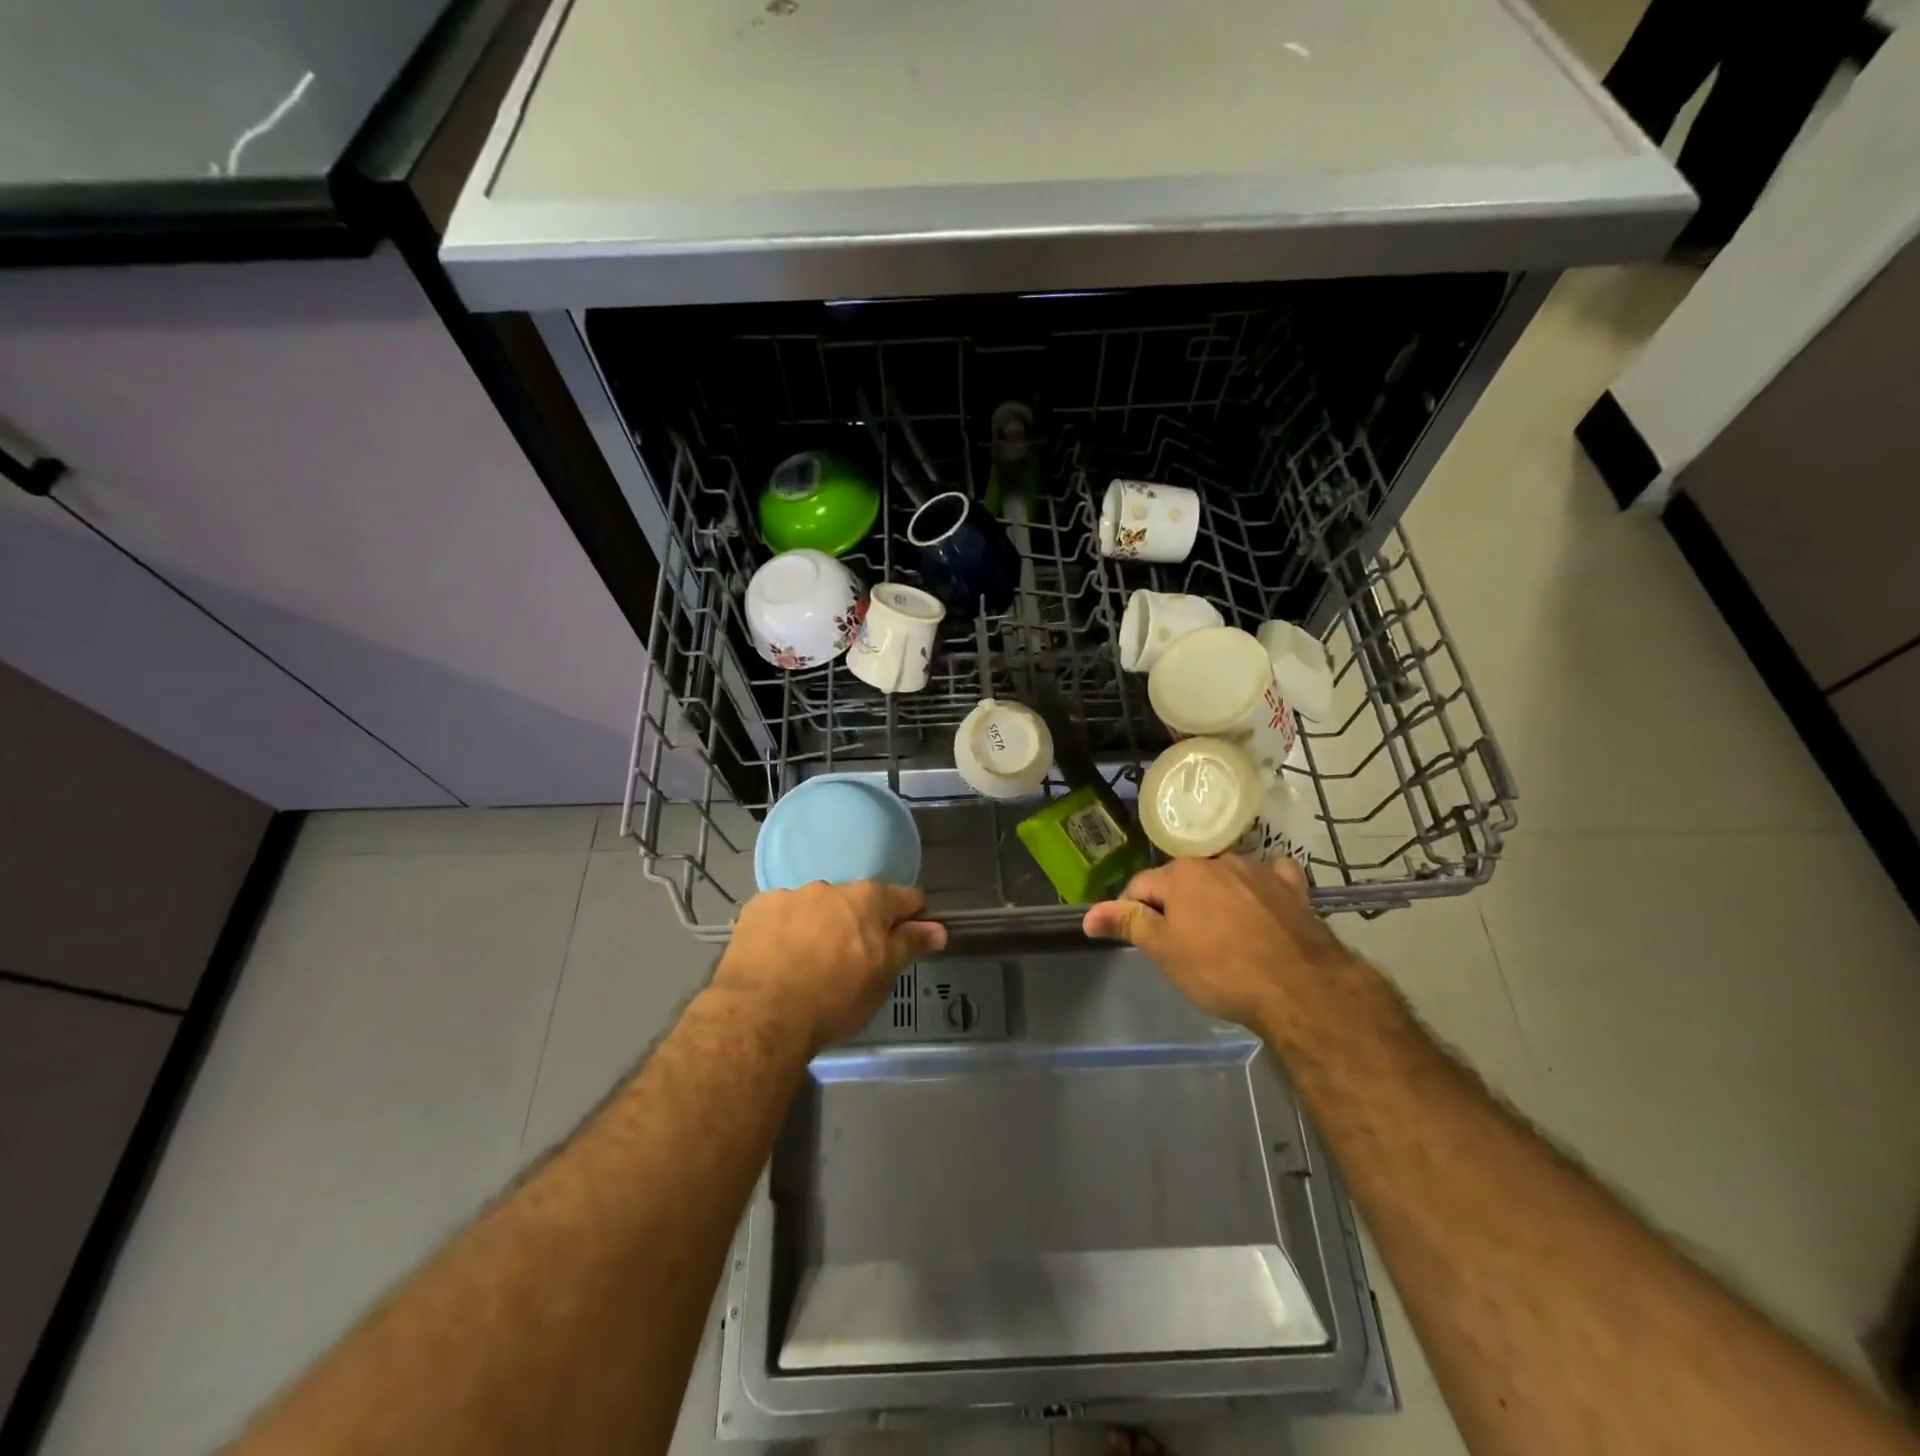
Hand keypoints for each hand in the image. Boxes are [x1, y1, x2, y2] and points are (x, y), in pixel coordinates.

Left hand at [715, 881, 946, 1051]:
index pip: (906, 898)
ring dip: (819, 924)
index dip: (911, 916)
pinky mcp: (757, 908)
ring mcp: (792, 895)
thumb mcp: (883, 976)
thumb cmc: (835, 998)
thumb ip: (910, 944)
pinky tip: (776, 957)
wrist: (763, 1014)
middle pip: (856, 901)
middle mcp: (832, 887)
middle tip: (850, 959)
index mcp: (870, 900)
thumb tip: (938, 928)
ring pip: (815, 906)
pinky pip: (779, 914)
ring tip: (807, 962)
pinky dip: (783, 930)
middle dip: (858, 922)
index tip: (908, 936)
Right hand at [1083, 856, 1352, 1027]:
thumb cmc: (1220, 970)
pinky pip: (1270, 878)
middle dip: (1175, 906)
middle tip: (1181, 946)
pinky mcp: (1292, 888)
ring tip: (1222, 937)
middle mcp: (1216, 861)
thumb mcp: (1164, 951)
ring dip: (1215, 898)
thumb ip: (1127, 924)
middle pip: (1182, 881)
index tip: (1142, 941)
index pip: (1140, 887)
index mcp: (1180, 874)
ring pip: (1223, 879)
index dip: (1133, 913)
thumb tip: (1088, 914)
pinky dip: (1261, 889)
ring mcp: (1257, 871)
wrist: (1299, 988)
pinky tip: (1264, 908)